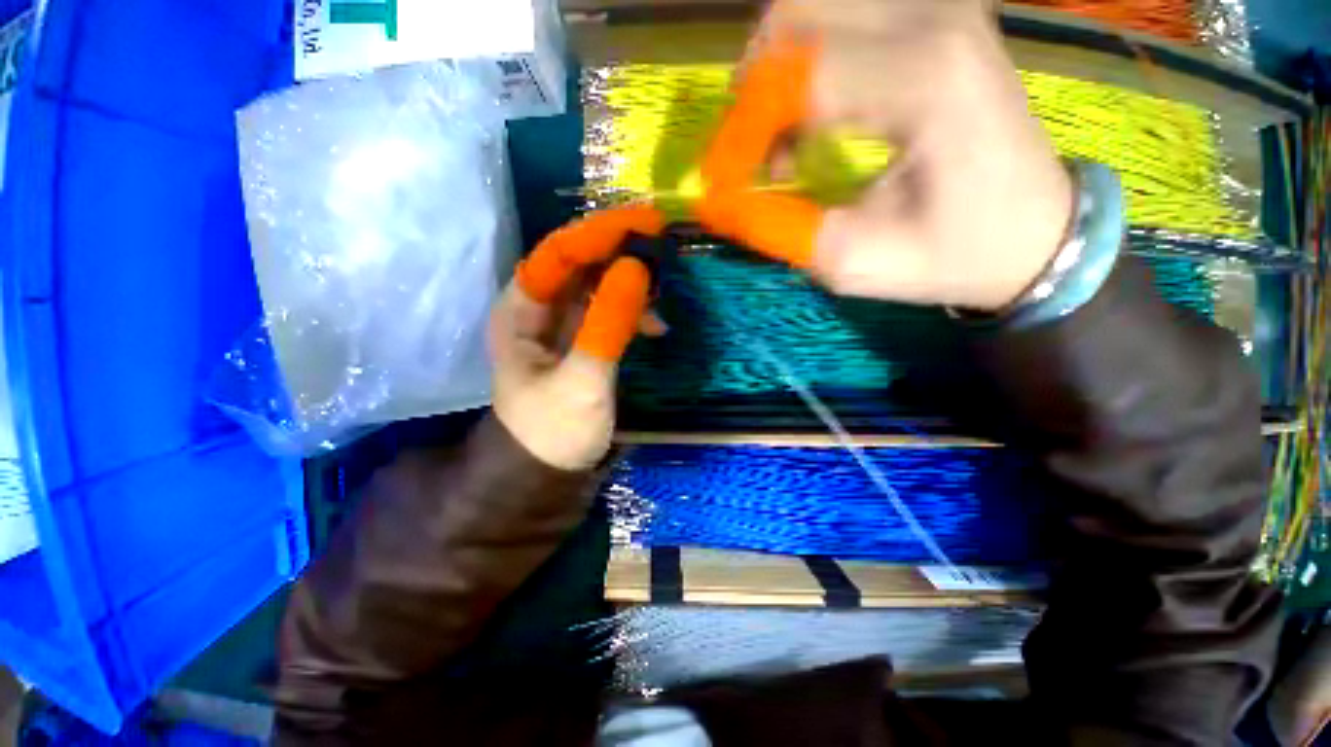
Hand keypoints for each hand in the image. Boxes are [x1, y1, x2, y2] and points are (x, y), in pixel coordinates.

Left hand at [490, 207, 663, 470]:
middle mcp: (539, 308)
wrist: (549, 473)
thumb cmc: (555, 430)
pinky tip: (655, 323)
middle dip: (620, 252)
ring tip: (663, 290)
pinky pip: (611, 309)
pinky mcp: (585, 340)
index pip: (558, 254)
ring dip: (631, 281)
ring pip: (598, 284)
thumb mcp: (582, 381)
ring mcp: (564, 324)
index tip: (644, 223)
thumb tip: (637, 267)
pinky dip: (634, 309)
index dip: (599, 234)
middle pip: (580, 264)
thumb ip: (607, 325)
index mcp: (520, 310)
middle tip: (662, 245)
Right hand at [697, 0, 1072, 311]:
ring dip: (779, 68)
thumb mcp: (857, 261)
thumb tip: (723, 202)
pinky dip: (810, 57)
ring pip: (815, 1)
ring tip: (778, 133)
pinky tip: (815, 110)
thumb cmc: (955, 254)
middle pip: (797, 10)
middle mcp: (933, 19)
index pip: (795, 76)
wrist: (1038, 231)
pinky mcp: (940, 16)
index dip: (743, 130)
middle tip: (749, 149)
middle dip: (754, 86)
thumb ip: (782, 229)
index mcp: (924, 80)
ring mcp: (941, 8)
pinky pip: (846, 11)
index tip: (725, 182)